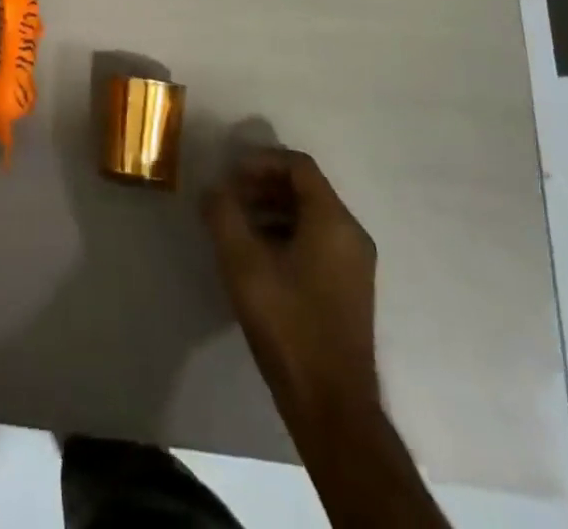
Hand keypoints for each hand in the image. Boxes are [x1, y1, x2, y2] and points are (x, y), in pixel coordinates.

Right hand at [202, 148, 379, 431]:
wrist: (331, 406)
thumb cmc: (288, 324)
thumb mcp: (243, 263)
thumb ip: (224, 214)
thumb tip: (213, 188)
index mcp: (333, 221)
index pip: (298, 166)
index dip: (260, 161)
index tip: (229, 174)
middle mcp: (351, 235)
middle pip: (305, 189)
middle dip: (262, 185)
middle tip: (227, 196)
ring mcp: (354, 264)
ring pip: (309, 216)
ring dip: (270, 210)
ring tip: (235, 224)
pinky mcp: (348, 289)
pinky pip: (316, 241)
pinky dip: (284, 234)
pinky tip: (255, 257)